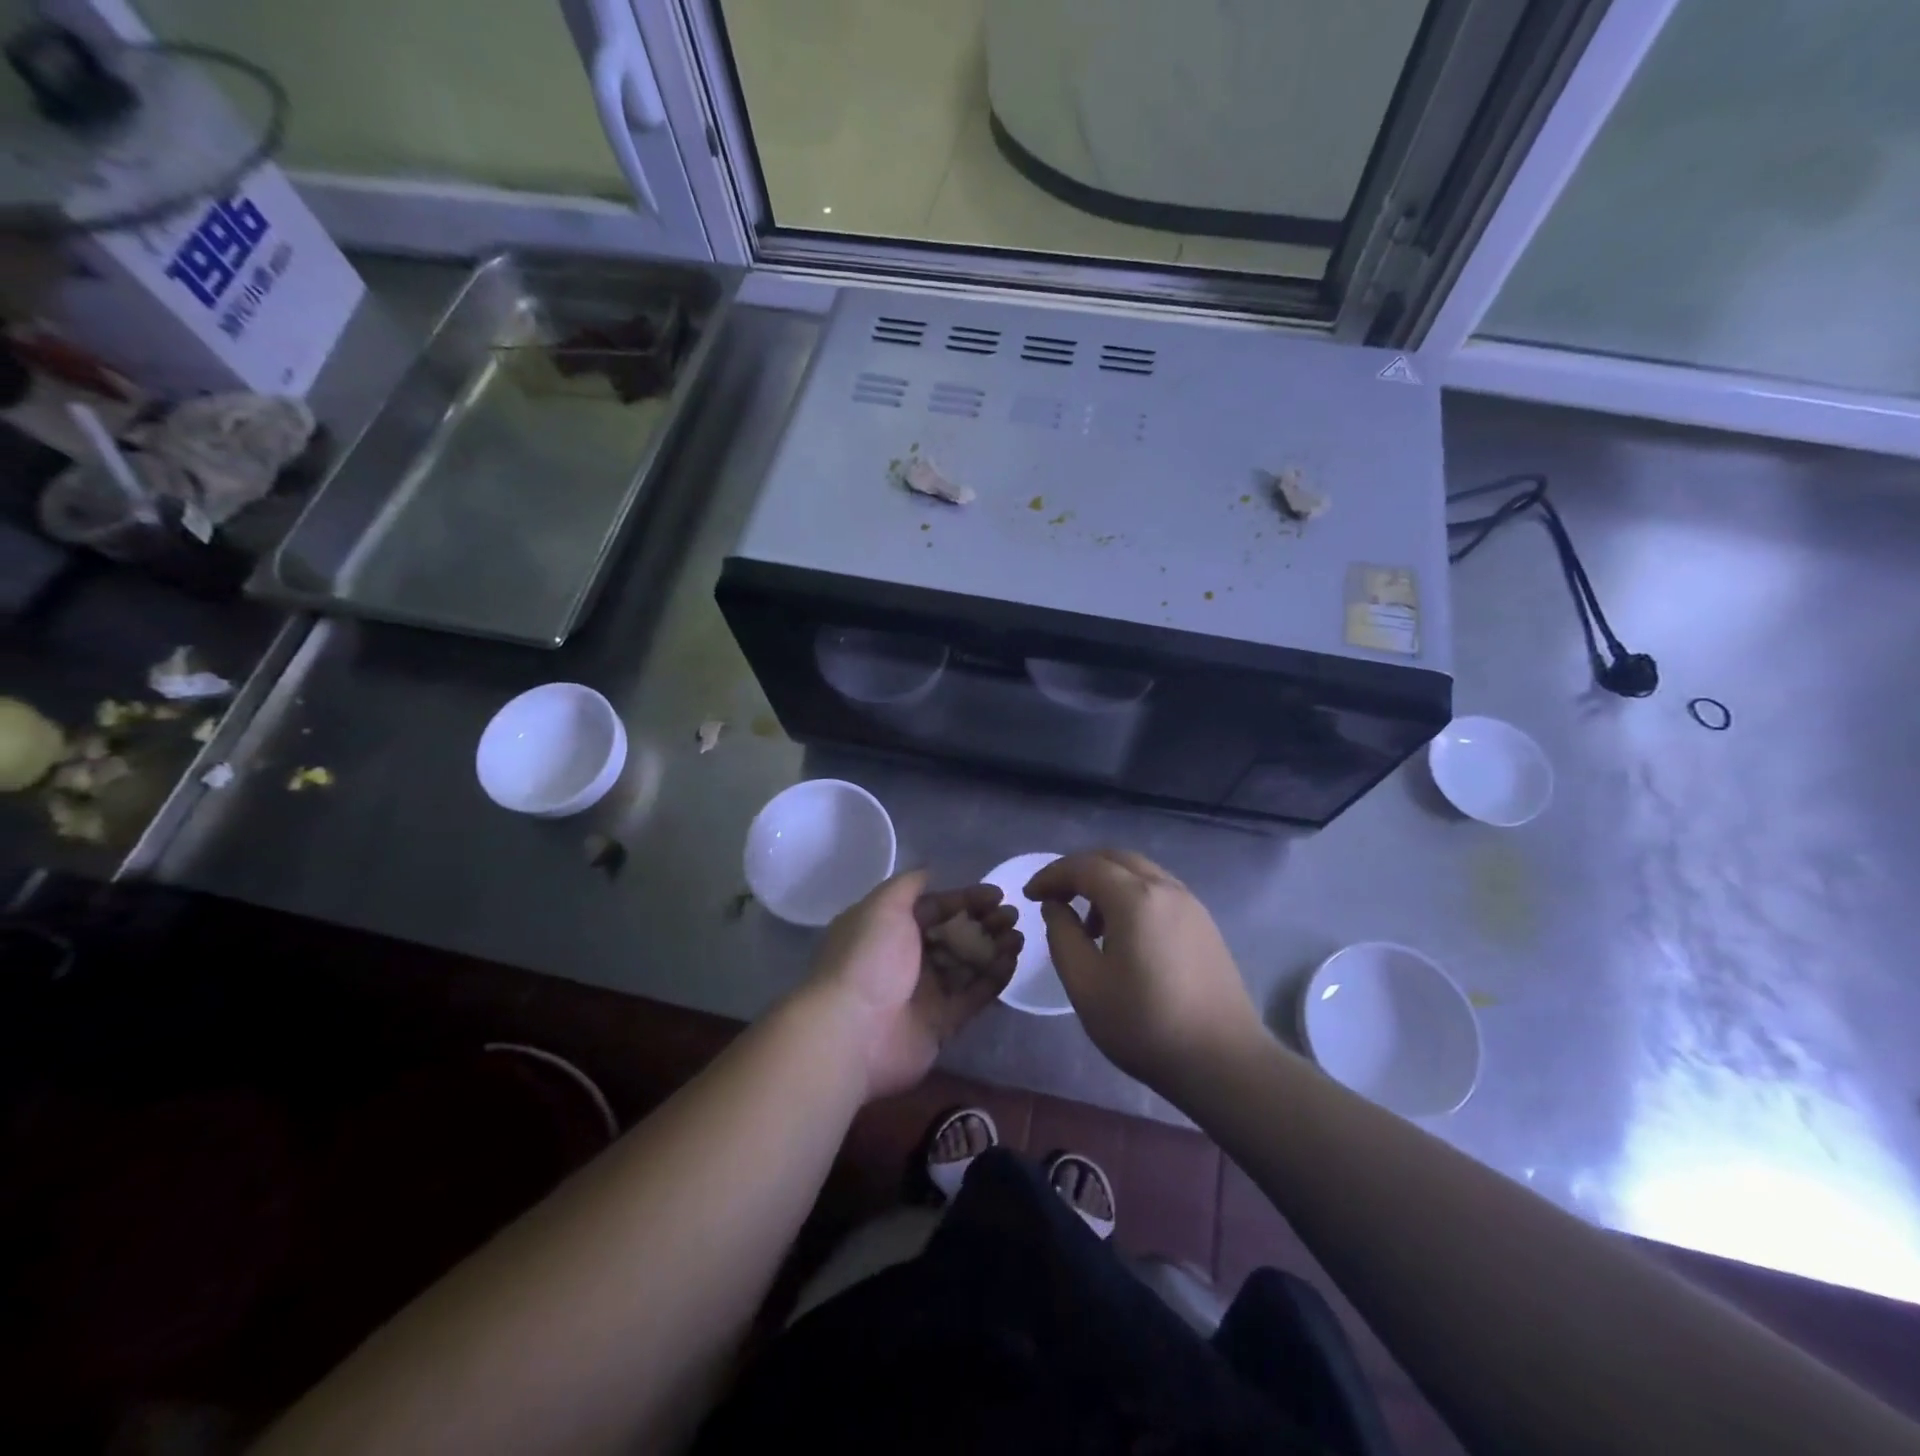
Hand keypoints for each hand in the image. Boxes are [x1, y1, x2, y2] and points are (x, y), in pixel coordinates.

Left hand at [802, 871, 1019, 1101]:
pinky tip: (1013, 961)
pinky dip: (993, 978)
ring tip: (1018, 936)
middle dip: (983, 922)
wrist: (851, 1031)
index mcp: (889, 929)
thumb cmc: (868, 959)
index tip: (996, 894)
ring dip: (993, 948)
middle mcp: (906, 958)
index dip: (965, 899)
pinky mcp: (941, 1023)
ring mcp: (924, 992)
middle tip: (1012, 915)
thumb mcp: (883, 906)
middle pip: (953, 935)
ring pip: (967, 964)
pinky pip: (973, 995)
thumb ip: (908, 885)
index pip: (934, 907)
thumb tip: (929, 871)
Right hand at [1025, 850, 1261, 1094]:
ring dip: (1107, 884)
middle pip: (1115, 859)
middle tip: (1055, 898)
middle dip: (1079, 871)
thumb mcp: (1085, 984)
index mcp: (1134, 898)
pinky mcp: (1205, 925)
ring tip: (1088, 925)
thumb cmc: (1144, 1025)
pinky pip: (1159, 892)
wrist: (1224, 1062)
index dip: (1052, 875)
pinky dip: (1132, 897)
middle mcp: (1166, 888)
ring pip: (1140, 873)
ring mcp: (1191, 905)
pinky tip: (1124, 936)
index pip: (1084, 866)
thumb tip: (1056, 906)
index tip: (1029, 895)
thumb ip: (1062, 935)